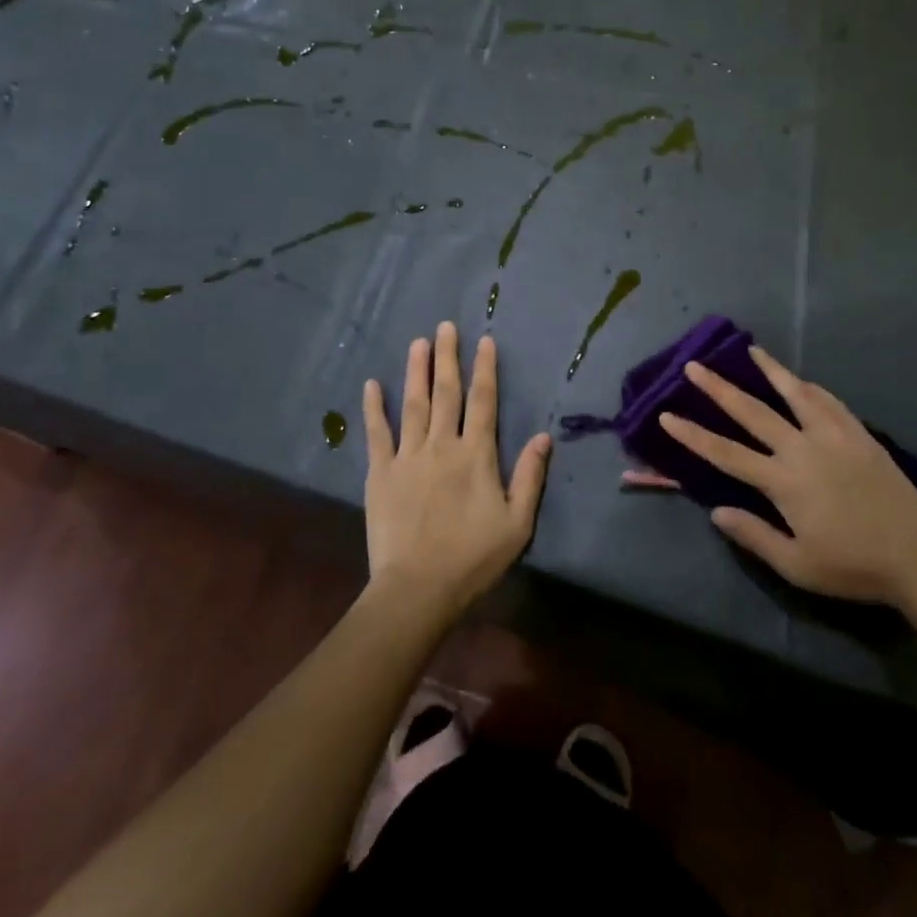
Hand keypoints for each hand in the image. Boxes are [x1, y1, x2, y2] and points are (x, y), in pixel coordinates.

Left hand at [363, 323, 549, 623]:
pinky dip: (374, 408)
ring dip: (416, 371)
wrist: (418, 589)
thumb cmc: (473, 558)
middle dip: (447, 357)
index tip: (484, 341)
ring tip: (418, 342)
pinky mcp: (381, 473)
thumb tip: (545, 436)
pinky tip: (372, 385)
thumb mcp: (517, 522)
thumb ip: (530, 476)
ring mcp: (408, 457)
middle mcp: (442, 445)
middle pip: (446, 393)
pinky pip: (377, 433)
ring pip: (413, 404)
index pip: (483, 401)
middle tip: (445, 326)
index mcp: (477, 455)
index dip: (485, 369)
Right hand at [660, 346, 916, 606]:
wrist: (916, 558)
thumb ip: (754, 535)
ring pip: (795, 394)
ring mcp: (834, 436)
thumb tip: (716, 511)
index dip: (693, 434)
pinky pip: (830, 402)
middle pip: (753, 412)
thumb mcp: (797, 565)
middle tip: (695, 366)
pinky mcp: (859, 434)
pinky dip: (811, 388)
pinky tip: (802, 380)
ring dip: (769, 370)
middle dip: (719, 388)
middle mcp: (803, 449)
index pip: (726, 453)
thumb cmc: (852, 566)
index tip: (667, 415)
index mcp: (783, 481)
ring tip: (751, 350)